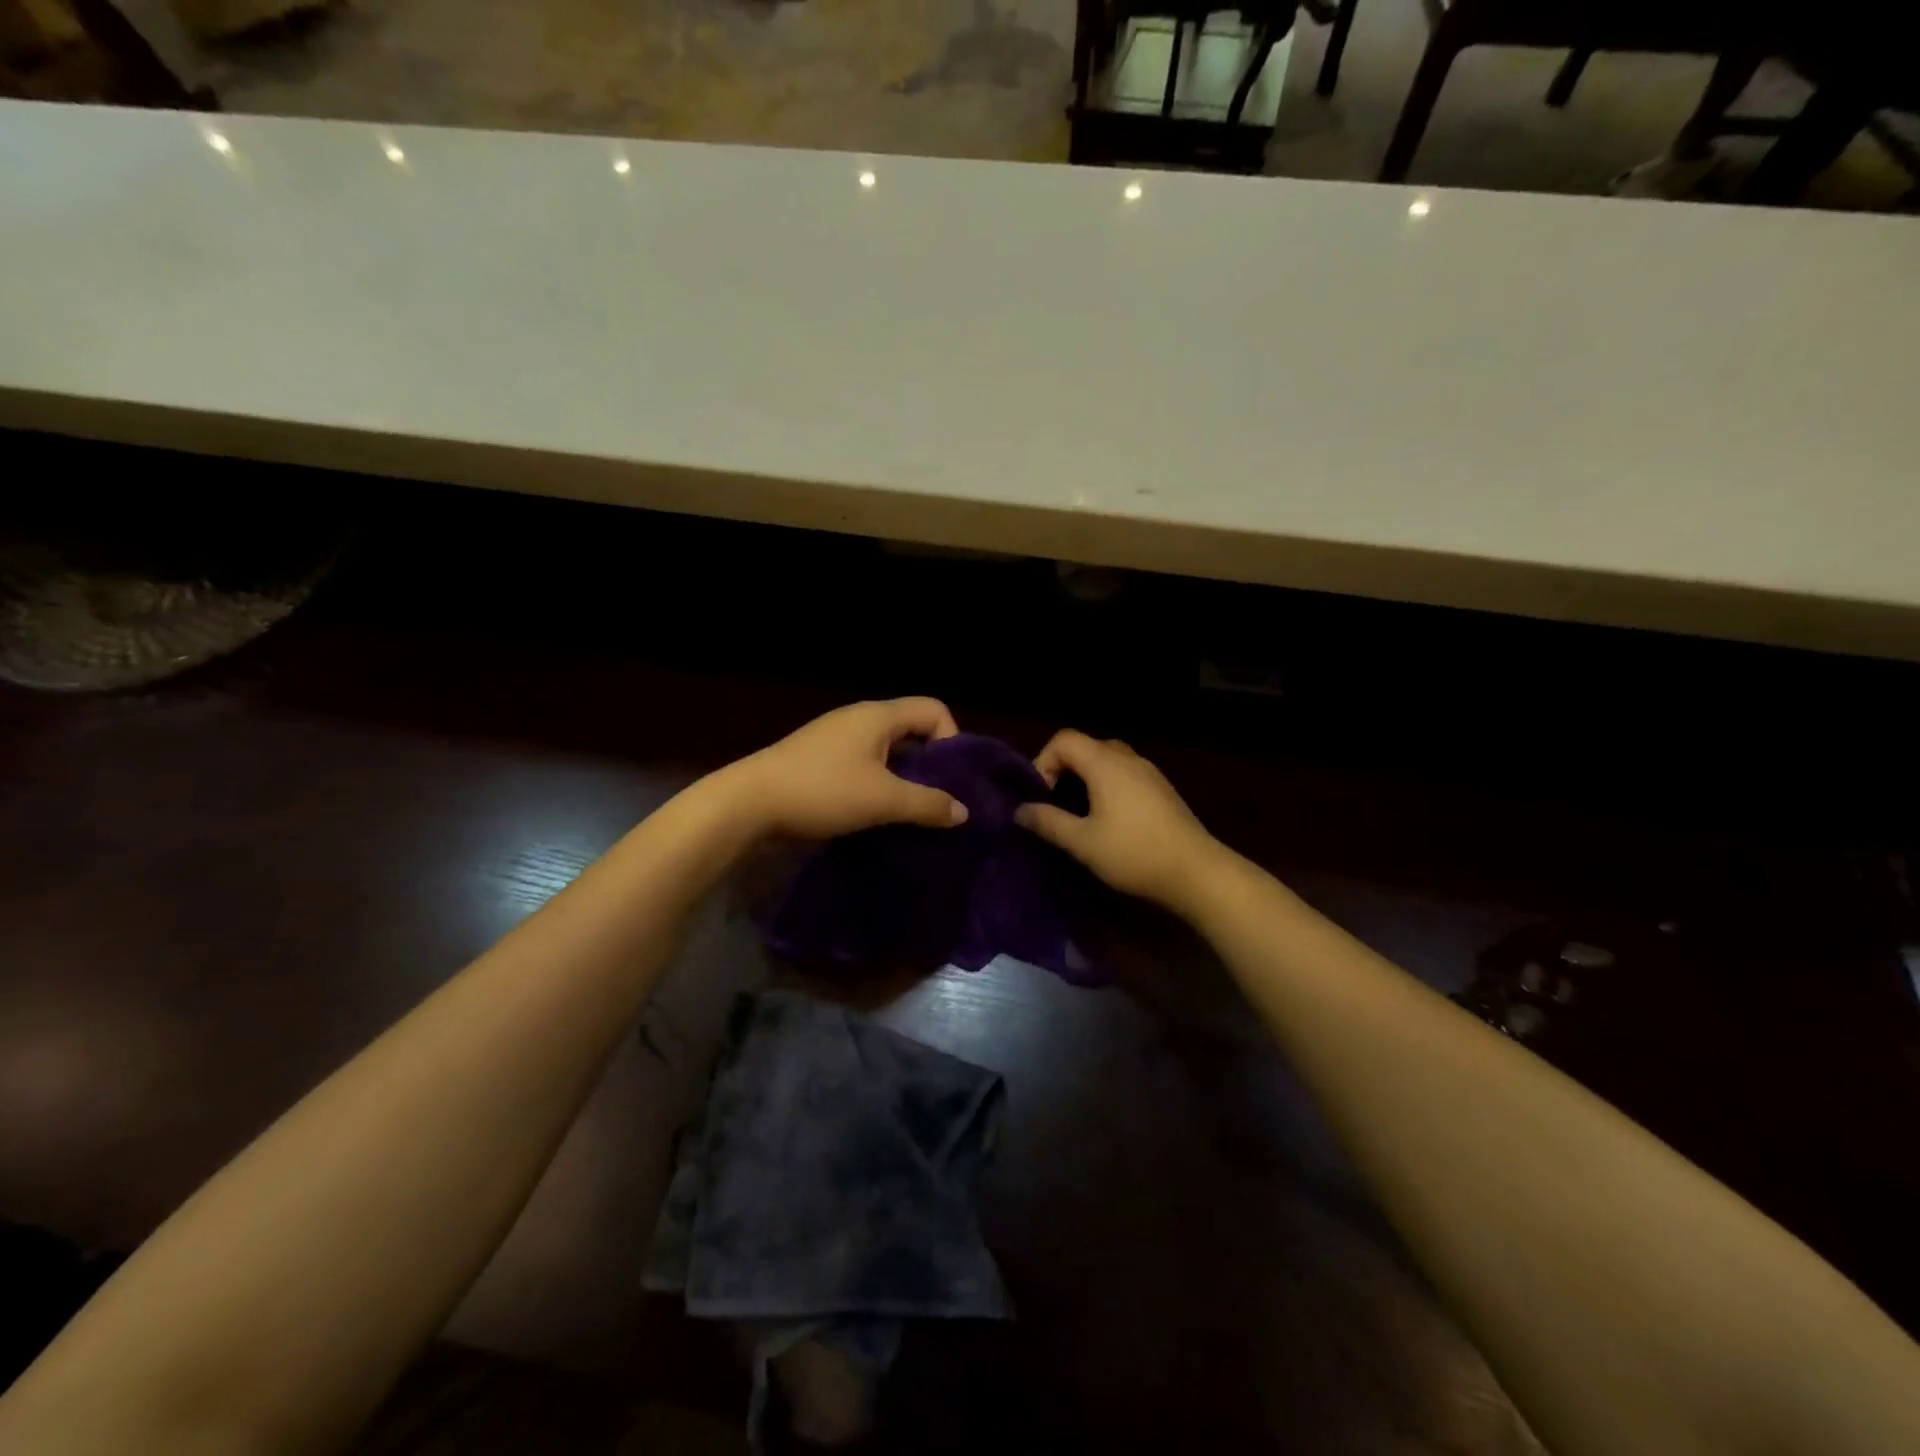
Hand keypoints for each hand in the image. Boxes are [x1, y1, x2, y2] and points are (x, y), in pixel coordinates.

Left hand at [725, 698, 969, 839]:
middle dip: (931, 764)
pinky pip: (865, 765)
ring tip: (910, 813)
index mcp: (878, 716)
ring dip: (905, 778)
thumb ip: (927, 804)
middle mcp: (860, 719)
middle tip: (937, 800)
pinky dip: (880, 784)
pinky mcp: (820, 760)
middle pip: (913, 730)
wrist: (747, 803)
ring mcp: (837, 739)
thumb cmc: (822, 791)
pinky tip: (877, 814)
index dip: (952, 739)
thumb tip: (963, 812)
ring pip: (888, 751)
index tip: (949, 779)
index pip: (934, 709)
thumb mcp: (882, 799)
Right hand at [1015, 730, 1224, 910]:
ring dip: (1086, 778)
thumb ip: (1048, 822)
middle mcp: (1127, 758)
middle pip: (1086, 746)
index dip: (1043, 761)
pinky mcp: (1162, 789)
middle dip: (1064, 769)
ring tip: (1080, 813)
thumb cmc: (1133, 853)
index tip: (1041, 796)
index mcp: (1105, 763)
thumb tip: (1020, 811)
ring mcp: (1149, 772)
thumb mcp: (1082, 842)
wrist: (1197, 872)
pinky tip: (1110, 820)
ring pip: (1107, 760)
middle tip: (1056, 802)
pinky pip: (1125, 773)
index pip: (1064, 739)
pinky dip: (1108, 785)